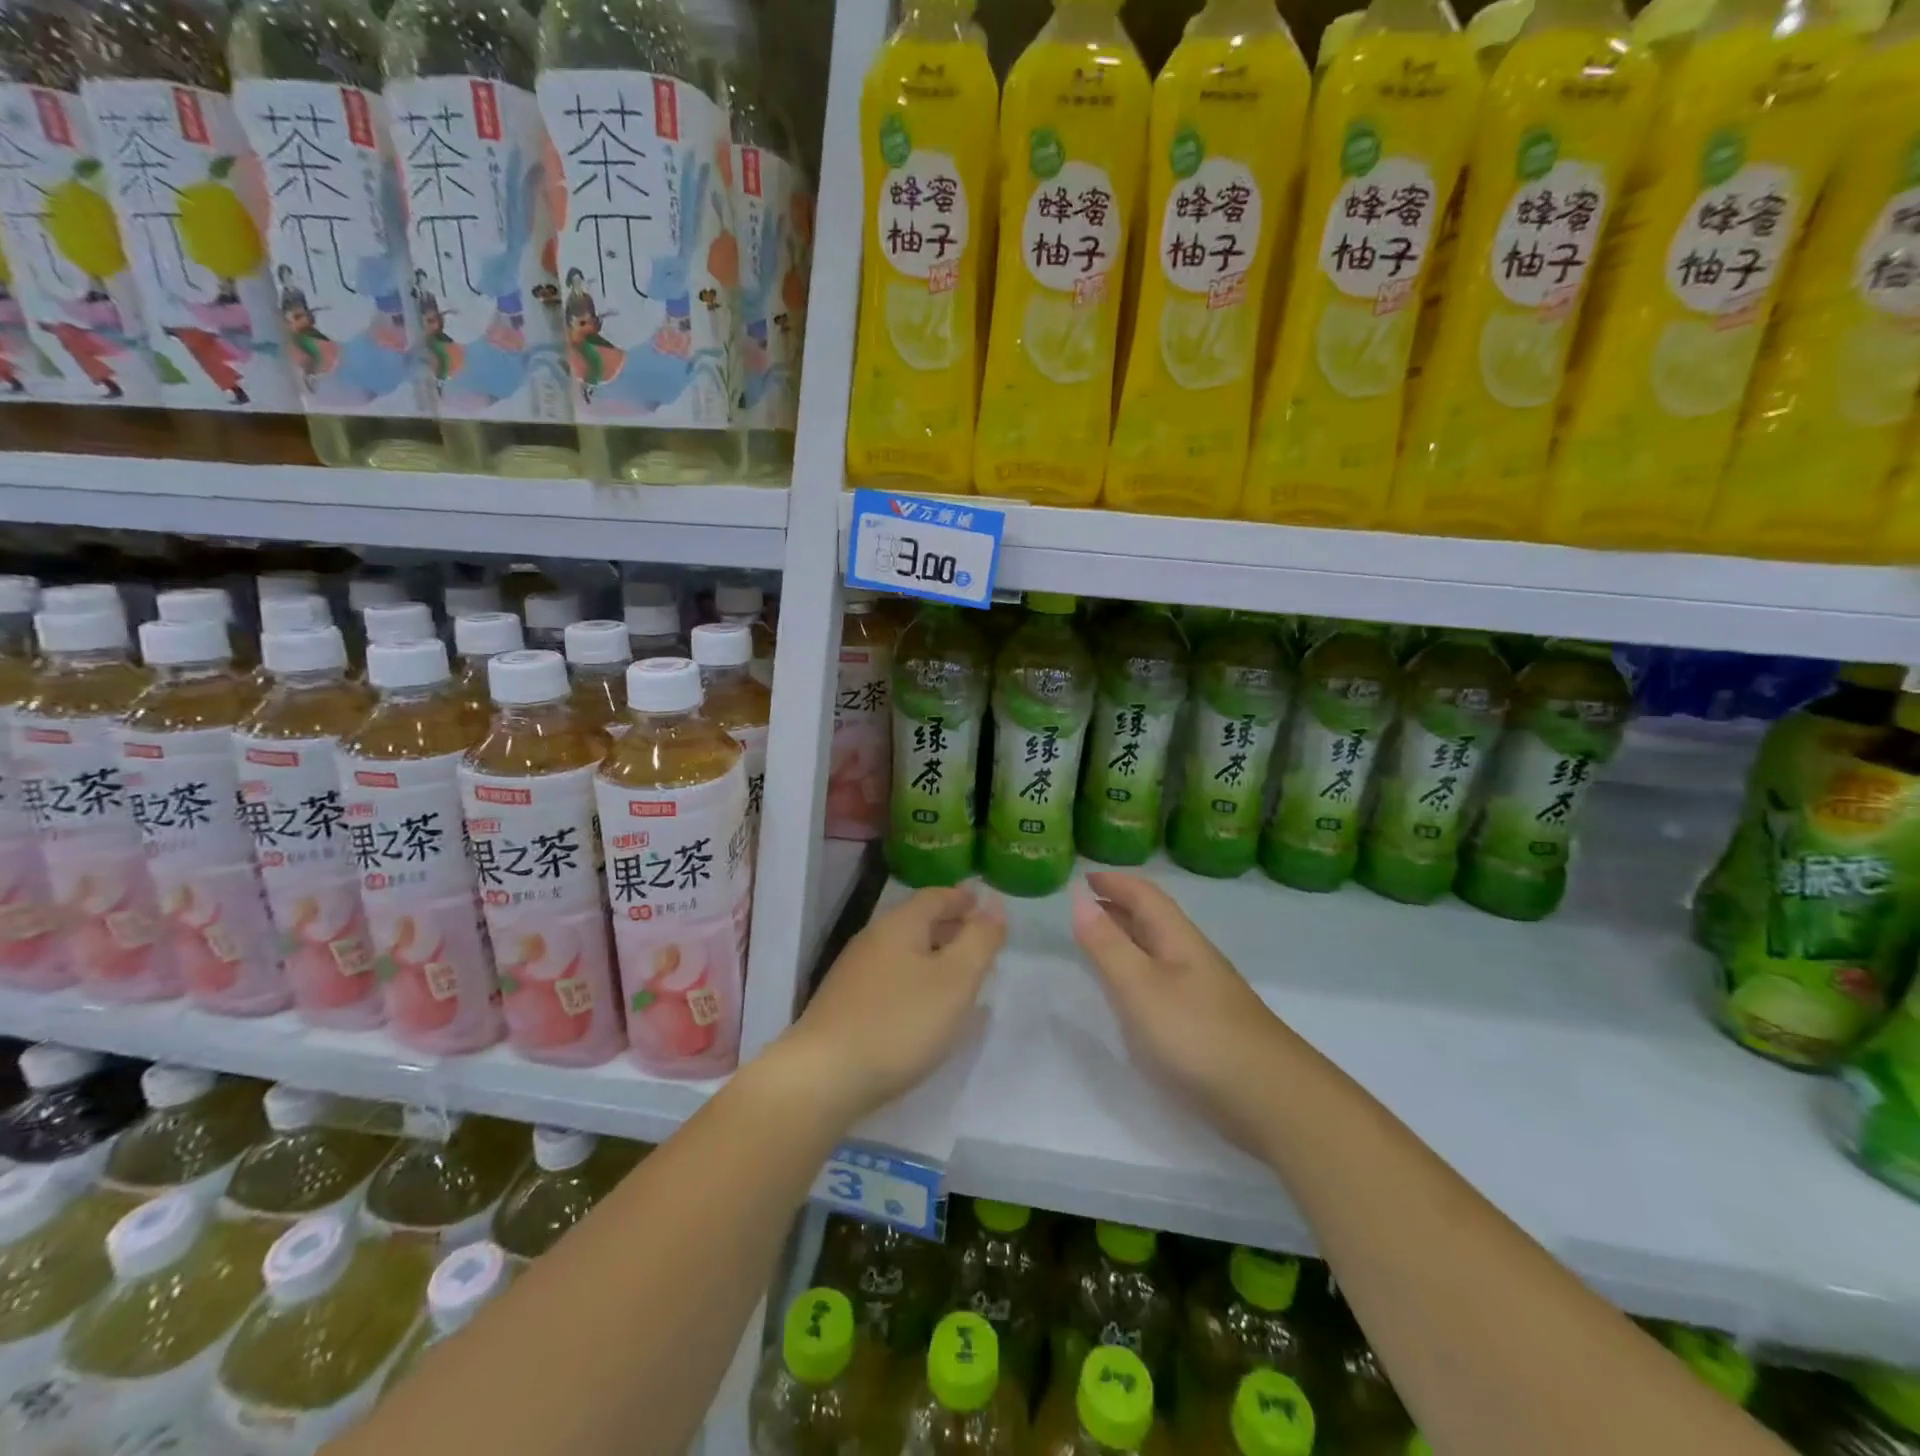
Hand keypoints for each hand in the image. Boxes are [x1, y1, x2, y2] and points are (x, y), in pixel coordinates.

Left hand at [779, 884, 1005, 1124]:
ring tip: (960, 975)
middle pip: (917, 922)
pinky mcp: (845, 1004)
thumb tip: (994, 907)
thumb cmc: (900, 1022)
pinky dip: (916, 980)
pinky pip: (891, 978)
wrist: (823, 1077)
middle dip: (950, 927)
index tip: (984, 904)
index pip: (936, 896)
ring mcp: (854, 972)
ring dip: (934, 956)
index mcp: (899, 925)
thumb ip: (979, 941)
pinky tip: (926, 1008)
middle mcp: (873, 939)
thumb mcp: (955, 980)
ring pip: (904, 952)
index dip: (963, 899)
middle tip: (980, 940)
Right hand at [1072, 870, 1293, 1151]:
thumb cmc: (1197, 1034)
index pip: (1146, 896)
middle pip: (1154, 921)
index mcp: (1178, 940)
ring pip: (1160, 953)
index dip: (1116, 882)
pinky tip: (1133, 997)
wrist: (1272, 1100)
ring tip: (1099, 945)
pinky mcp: (1208, 1026)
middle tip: (1085, 907)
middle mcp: (1193, 958)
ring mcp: (1205, 993)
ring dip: (1129, 941)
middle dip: (1120, 907)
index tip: (1085, 876)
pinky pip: (1165, 983)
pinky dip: (1140, 975)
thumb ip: (1107, 945)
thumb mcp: (1140, 986)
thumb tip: (1079, 898)